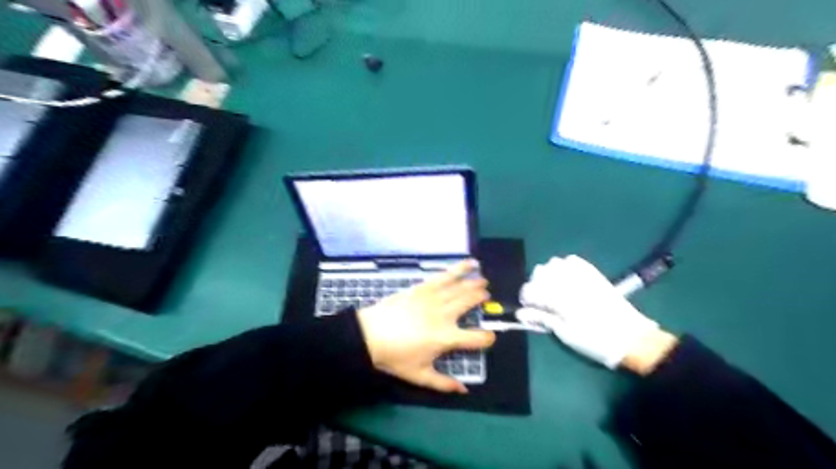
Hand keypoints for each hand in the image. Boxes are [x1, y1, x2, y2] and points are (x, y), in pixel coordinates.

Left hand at [357, 261, 494, 391]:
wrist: (369, 335)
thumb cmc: (394, 357)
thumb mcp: (419, 376)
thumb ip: (443, 383)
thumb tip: (464, 391)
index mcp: (446, 338)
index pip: (476, 338)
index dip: (487, 338)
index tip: (488, 338)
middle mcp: (444, 315)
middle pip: (470, 303)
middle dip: (482, 299)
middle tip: (486, 298)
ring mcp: (434, 298)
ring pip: (461, 288)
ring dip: (475, 283)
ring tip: (484, 281)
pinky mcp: (423, 287)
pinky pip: (445, 276)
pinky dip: (459, 268)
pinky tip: (470, 263)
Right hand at [518, 256, 658, 370]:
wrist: (631, 338)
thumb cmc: (594, 340)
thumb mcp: (565, 334)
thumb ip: (541, 318)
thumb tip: (521, 313)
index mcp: (559, 297)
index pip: (531, 289)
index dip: (526, 298)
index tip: (528, 309)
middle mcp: (568, 280)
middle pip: (540, 272)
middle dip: (535, 285)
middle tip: (540, 301)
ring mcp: (581, 274)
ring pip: (554, 263)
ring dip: (548, 274)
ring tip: (552, 289)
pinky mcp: (593, 273)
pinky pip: (572, 260)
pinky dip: (564, 266)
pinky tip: (566, 279)